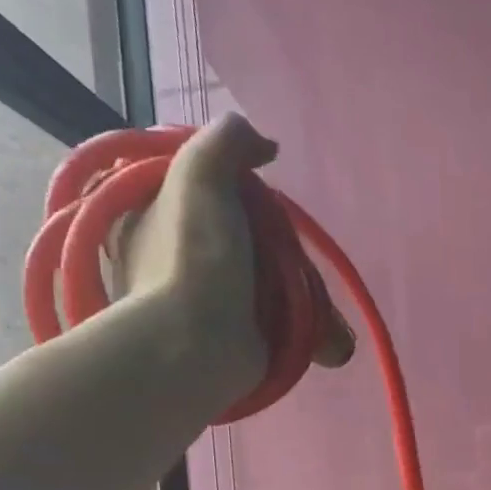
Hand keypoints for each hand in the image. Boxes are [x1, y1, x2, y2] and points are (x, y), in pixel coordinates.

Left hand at [118, 113, 354, 398]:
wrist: (195, 348)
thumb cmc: (194, 258)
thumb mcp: (200, 176)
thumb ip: (227, 140)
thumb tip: (264, 143)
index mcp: (156, 215)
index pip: (214, 191)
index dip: (249, 196)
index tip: (269, 208)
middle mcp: (176, 257)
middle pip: (251, 242)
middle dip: (290, 261)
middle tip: (307, 273)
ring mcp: (205, 302)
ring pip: (272, 287)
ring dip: (310, 306)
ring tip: (333, 330)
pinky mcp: (232, 339)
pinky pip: (280, 326)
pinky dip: (308, 335)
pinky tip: (329, 346)